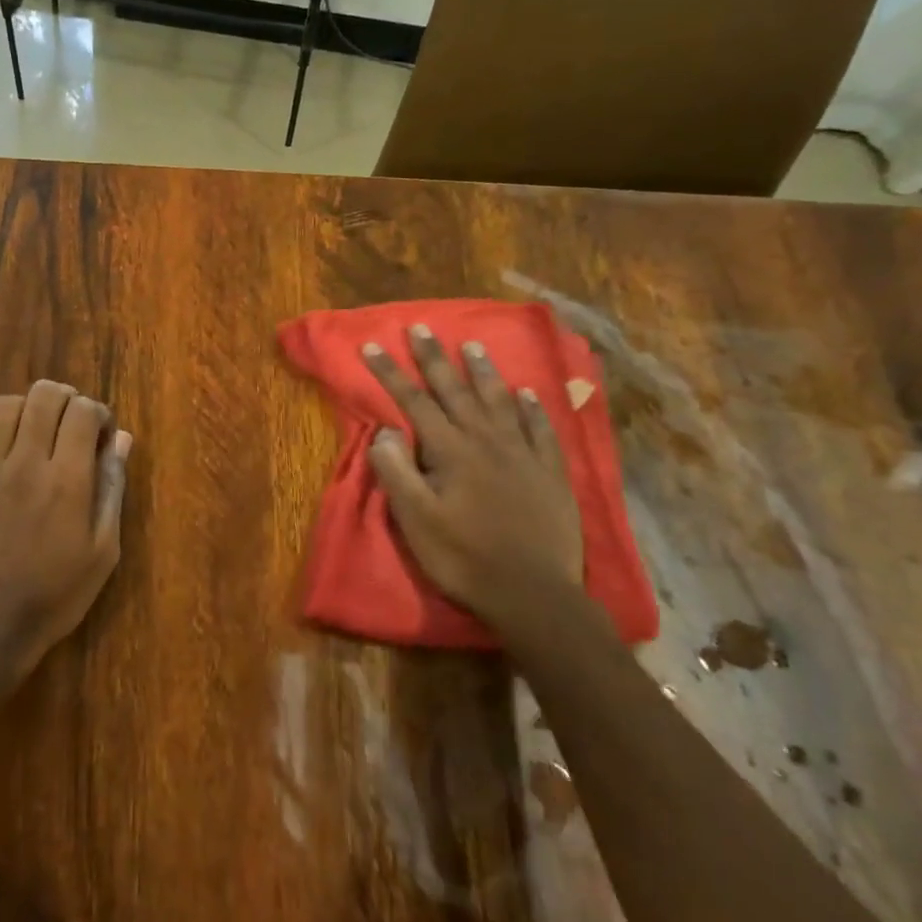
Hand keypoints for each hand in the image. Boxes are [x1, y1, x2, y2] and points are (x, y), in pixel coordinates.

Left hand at [0, 379, 132, 682]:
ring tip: (33, 434)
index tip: (101, 435)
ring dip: (25, 410)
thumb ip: (111, 489)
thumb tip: (122, 440)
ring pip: (2, 407)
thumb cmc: (54, 596)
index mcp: (67, 480)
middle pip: (43, 396)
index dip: (98, 413)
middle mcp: (25, 464)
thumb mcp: (102, 551)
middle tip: (71, 423)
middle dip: (65, 398)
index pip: (83, 412)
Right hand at [362, 325, 590, 643]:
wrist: (532, 593)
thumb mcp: (415, 519)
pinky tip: (527, 394)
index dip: (390, 373)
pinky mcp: (549, 472)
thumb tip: (385, 431)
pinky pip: (540, 429)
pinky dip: (531, 407)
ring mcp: (522, 454)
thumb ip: (396, 471)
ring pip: (499, 401)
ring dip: (483, 372)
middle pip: (456, 390)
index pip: (413, 401)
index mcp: (450, 451)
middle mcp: (486, 441)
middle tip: (421, 328)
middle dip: (434, 358)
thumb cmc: (463, 558)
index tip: (371, 346)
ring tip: (472, 346)